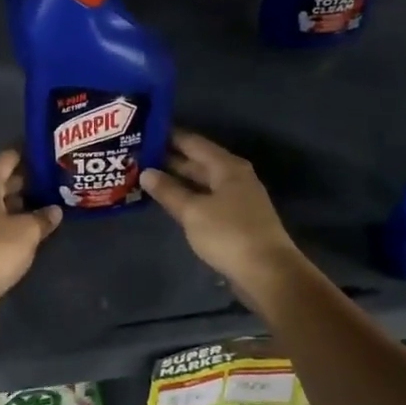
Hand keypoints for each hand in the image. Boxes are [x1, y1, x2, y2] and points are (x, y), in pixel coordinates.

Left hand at [0, 149, 61, 295]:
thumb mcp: (27, 233)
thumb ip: (42, 218)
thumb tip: (54, 210)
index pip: (5, 160)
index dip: (23, 155)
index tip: (40, 152)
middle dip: (20, 183)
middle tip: (44, 183)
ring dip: (9, 204)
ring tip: (35, 206)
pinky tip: (15, 228)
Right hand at [142, 131, 305, 299]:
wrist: (268, 273)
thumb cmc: (229, 234)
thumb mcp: (193, 211)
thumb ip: (168, 191)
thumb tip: (146, 172)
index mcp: (227, 167)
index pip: (193, 142)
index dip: (168, 136)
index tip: (143, 131)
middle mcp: (234, 177)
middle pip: (198, 162)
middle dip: (169, 159)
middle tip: (137, 156)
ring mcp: (237, 199)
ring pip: (201, 182)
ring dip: (177, 180)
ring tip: (145, 177)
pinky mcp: (235, 220)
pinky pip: (206, 200)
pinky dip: (187, 197)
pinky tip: (169, 202)